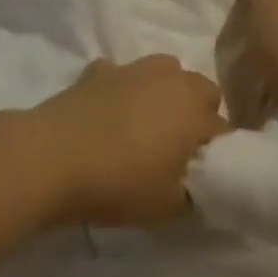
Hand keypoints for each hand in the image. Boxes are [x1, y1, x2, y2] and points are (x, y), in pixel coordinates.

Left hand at [28, 56, 227, 227]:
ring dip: (166, 91)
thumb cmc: (118, 183)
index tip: (206, 173)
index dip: (219, 152)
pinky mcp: (100, 70)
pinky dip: (124, 88)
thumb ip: (193, 194)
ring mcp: (134, 69)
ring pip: (166, 70)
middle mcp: (171, 80)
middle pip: (202, 89)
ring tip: (148, 123)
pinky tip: (110, 111)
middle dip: (199, 113)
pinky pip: (123, 74)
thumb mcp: (167, 207)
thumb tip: (200, 186)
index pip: (224, 128)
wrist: (53, 156)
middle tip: (181, 147)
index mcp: (194, 111)